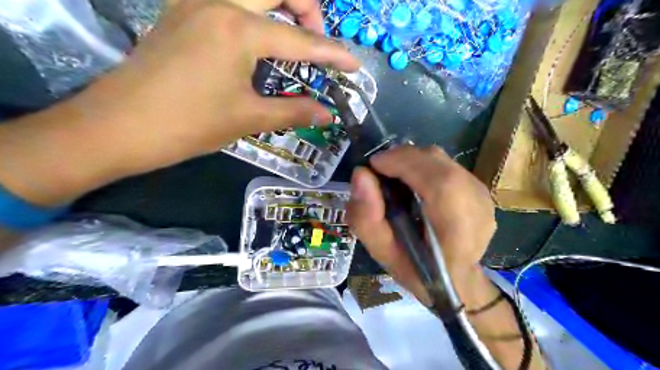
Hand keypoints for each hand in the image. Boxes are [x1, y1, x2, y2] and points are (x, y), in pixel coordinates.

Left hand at [0, 0, 358, 206]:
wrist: (119, 126)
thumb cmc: (188, 124)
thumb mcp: (248, 118)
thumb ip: (294, 111)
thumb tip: (327, 114)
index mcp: (239, 28)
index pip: (301, 40)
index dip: (333, 54)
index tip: (354, 64)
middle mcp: (218, 2)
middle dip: (307, 8)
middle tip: (317, 41)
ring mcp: (195, 2)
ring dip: (280, 6)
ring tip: (293, 38)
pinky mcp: (181, 12)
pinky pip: (230, 2)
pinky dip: (255, 14)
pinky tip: (259, 40)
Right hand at [350, 146, 494, 305]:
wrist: (458, 281)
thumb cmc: (419, 273)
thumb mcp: (383, 254)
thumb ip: (367, 218)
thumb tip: (360, 174)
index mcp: (457, 228)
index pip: (437, 180)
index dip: (401, 163)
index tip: (372, 167)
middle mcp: (476, 204)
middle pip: (436, 160)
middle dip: (401, 159)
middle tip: (379, 173)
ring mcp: (482, 194)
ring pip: (439, 159)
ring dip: (410, 162)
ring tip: (393, 179)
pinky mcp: (480, 189)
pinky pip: (445, 164)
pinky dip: (422, 167)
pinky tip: (413, 186)